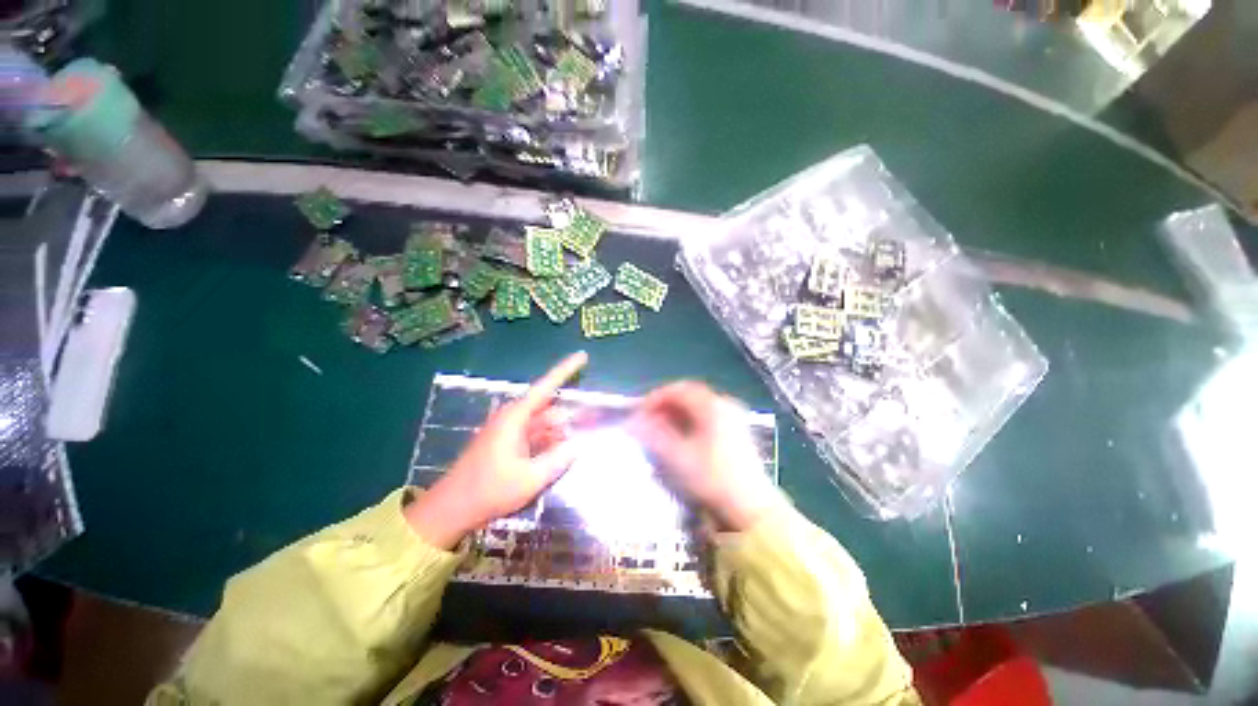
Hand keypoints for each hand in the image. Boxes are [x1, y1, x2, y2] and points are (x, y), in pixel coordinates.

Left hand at [405, 352, 587, 547]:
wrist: (451, 509)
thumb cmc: (489, 490)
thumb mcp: (530, 478)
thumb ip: (557, 459)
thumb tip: (578, 445)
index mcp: (516, 417)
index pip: (546, 386)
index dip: (566, 369)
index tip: (583, 355)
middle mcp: (513, 418)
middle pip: (548, 408)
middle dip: (568, 417)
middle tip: (592, 425)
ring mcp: (509, 430)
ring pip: (542, 423)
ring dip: (558, 433)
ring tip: (576, 447)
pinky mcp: (507, 443)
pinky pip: (534, 435)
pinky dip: (548, 442)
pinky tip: (559, 455)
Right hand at [629, 382, 786, 531]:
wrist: (752, 508)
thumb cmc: (714, 480)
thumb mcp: (679, 458)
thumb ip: (654, 436)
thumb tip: (632, 422)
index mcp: (712, 406)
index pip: (678, 389)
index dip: (655, 398)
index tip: (638, 412)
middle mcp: (724, 404)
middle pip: (688, 394)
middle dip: (664, 404)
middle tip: (647, 420)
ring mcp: (733, 416)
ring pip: (698, 405)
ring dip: (676, 412)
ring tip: (660, 429)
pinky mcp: (737, 429)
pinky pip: (707, 415)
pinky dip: (690, 420)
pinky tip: (681, 436)